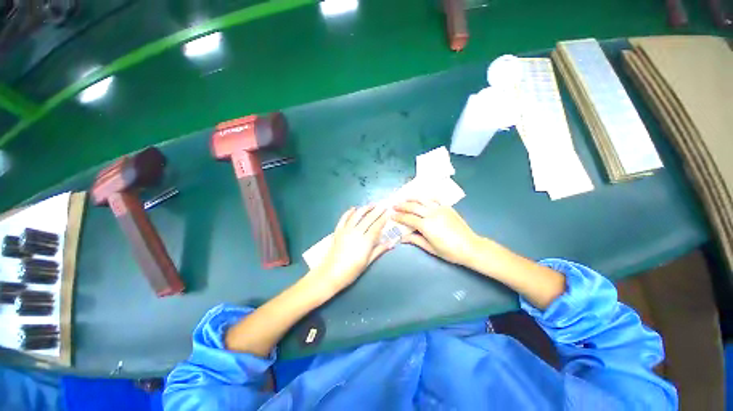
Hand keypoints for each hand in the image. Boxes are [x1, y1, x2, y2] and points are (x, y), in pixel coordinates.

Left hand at [310, 205, 391, 294]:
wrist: (331, 274)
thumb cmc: (352, 270)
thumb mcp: (368, 262)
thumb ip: (379, 250)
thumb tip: (392, 243)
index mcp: (366, 241)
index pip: (377, 226)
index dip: (383, 218)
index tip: (388, 212)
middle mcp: (356, 232)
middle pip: (368, 218)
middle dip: (377, 210)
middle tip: (383, 205)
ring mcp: (346, 230)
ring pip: (356, 215)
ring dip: (365, 208)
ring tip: (371, 204)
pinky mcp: (338, 231)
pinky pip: (343, 219)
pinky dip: (348, 212)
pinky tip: (353, 208)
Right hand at [392, 199, 480, 265]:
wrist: (470, 247)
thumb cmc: (449, 251)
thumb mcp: (430, 248)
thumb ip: (415, 240)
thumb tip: (402, 237)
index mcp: (427, 226)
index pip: (408, 218)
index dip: (399, 216)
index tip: (391, 215)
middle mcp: (432, 214)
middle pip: (413, 206)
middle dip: (402, 205)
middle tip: (394, 205)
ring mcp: (441, 209)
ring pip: (423, 199)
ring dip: (412, 198)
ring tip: (405, 198)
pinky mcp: (447, 207)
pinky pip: (434, 199)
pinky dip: (426, 198)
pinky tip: (421, 198)